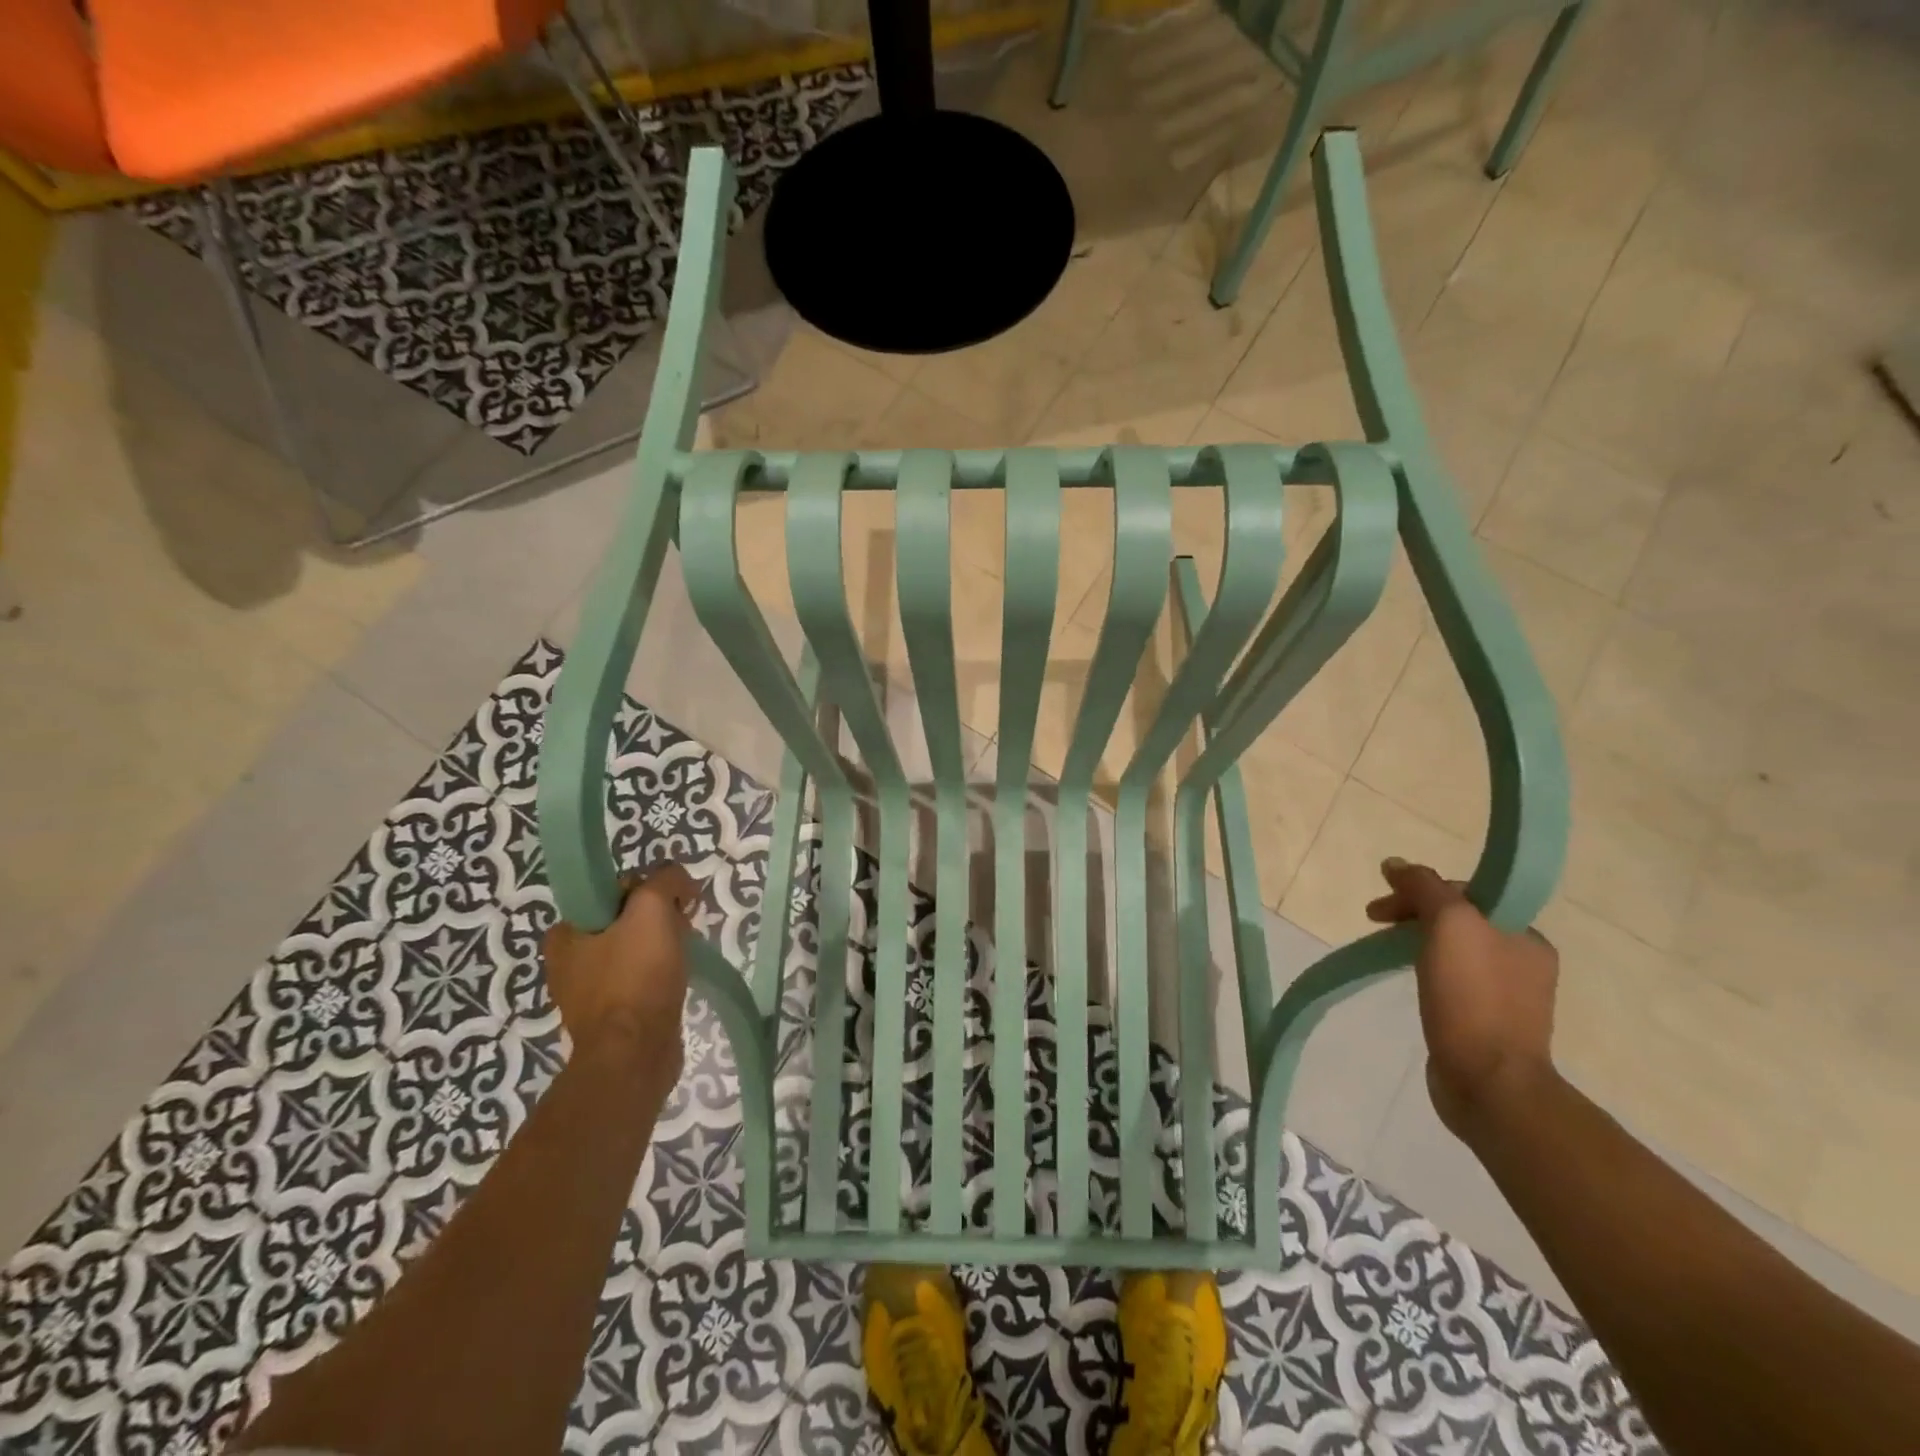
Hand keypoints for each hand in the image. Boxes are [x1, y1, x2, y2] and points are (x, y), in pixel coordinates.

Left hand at [543, 864, 697, 1071]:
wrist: (635, 1054)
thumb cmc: (637, 977)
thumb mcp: (652, 909)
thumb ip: (665, 880)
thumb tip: (680, 881)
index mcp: (565, 933)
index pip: (614, 890)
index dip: (650, 891)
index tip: (674, 905)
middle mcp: (569, 961)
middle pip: (627, 919)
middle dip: (660, 919)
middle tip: (682, 930)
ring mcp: (589, 992)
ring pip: (636, 949)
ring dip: (663, 946)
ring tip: (683, 957)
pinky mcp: (611, 1015)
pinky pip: (640, 979)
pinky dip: (660, 974)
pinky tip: (676, 980)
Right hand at [1366, 857, 1558, 1137]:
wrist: (1490, 1083)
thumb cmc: (1473, 998)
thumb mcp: (1449, 925)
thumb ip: (1424, 887)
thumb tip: (1395, 863)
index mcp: (1526, 936)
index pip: (1466, 894)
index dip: (1420, 891)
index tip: (1382, 907)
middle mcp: (1523, 962)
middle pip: (1459, 919)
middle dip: (1413, 913)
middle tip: (1373, 922)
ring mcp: (1506, 996)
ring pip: (1454, 950)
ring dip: (1417, 941)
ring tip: (1386, 951)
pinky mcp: (1486, 1024)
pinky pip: (1452, 981)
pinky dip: (1426, 971)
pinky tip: (1410, 982)